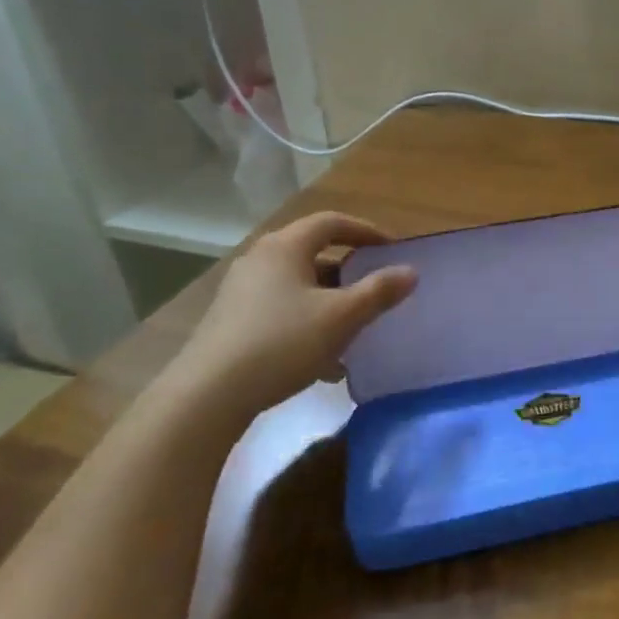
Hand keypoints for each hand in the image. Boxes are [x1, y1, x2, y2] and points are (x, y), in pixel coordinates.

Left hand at [164, 212, 416, 424]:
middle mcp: (260, 260)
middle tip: (375, 287)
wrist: (207, 396)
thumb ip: (379, 292)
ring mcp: (241, 292)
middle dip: (349, 270)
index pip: (332, 222)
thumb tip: (411, 271)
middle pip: (313, 253)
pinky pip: (281, 311)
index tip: (392, 249)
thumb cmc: (282, 343)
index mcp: (285, 247)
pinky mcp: (230, 323)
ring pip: (298, 286)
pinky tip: (324, 362)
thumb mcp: (341, 317)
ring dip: (330, 302)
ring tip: (354, 328)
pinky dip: (307, 323)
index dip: (366, 231)